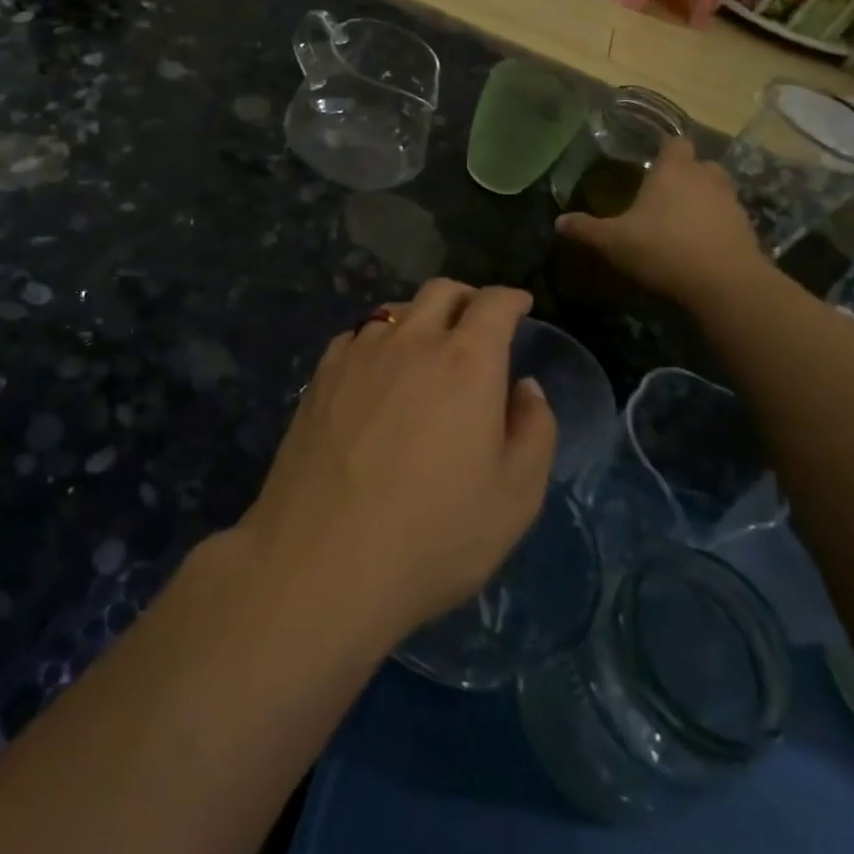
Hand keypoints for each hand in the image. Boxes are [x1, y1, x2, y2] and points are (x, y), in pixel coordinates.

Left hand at [238, 280, 556, 645]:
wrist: (321, 562)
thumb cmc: (433, 535)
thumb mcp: (515, 497)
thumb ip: (534, 430)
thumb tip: (525, 388)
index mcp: (466, 361)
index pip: (494, 304)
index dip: (512, 299)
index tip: (521, 306)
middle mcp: (411, 341)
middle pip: (441, 291)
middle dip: (468, 298)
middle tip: (478, 324)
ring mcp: (359, 354)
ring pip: (396, 310)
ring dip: (421, 318)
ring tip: (427, 349)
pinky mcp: (320, 377)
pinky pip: (357, 337)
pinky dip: (379, 341)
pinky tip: (377, 373)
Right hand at [555, 137, 768, 307]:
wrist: (725, 283)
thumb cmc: (663, 249)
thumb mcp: (613, 242)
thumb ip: (586, 229)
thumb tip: (559, 221)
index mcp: (674, 170)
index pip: (673, 143)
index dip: (663, 149)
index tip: (650, 161)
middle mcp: (706, 177)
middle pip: (698, 164)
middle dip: (684, 174)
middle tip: (663, 193)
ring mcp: (731, 202)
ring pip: (716, 190)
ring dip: (702, 199)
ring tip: (681, 220)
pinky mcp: (746, 228)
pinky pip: (727, 218)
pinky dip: (715, 225)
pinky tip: (699, 244)